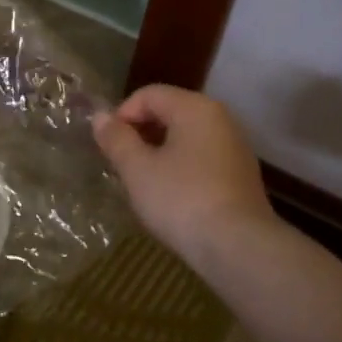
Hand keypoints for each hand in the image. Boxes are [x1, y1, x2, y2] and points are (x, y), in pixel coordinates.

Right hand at [94, 85, 273, 256]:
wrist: (238, 247)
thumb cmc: (181, 199)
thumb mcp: (137, 169)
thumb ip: (116, 138)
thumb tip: (100, 116)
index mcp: (195, 108)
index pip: (148, 94)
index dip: (121, 115)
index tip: (108, 146)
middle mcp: (220, 118)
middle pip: (169, 111)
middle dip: (140, 133)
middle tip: (120, 163)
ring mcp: (235, 147)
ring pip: (186, 136)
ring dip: (159, 151)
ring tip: (141, 180)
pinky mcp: (241, 174)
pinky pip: (201, 157)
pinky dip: (180, 166)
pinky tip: (170, 194)